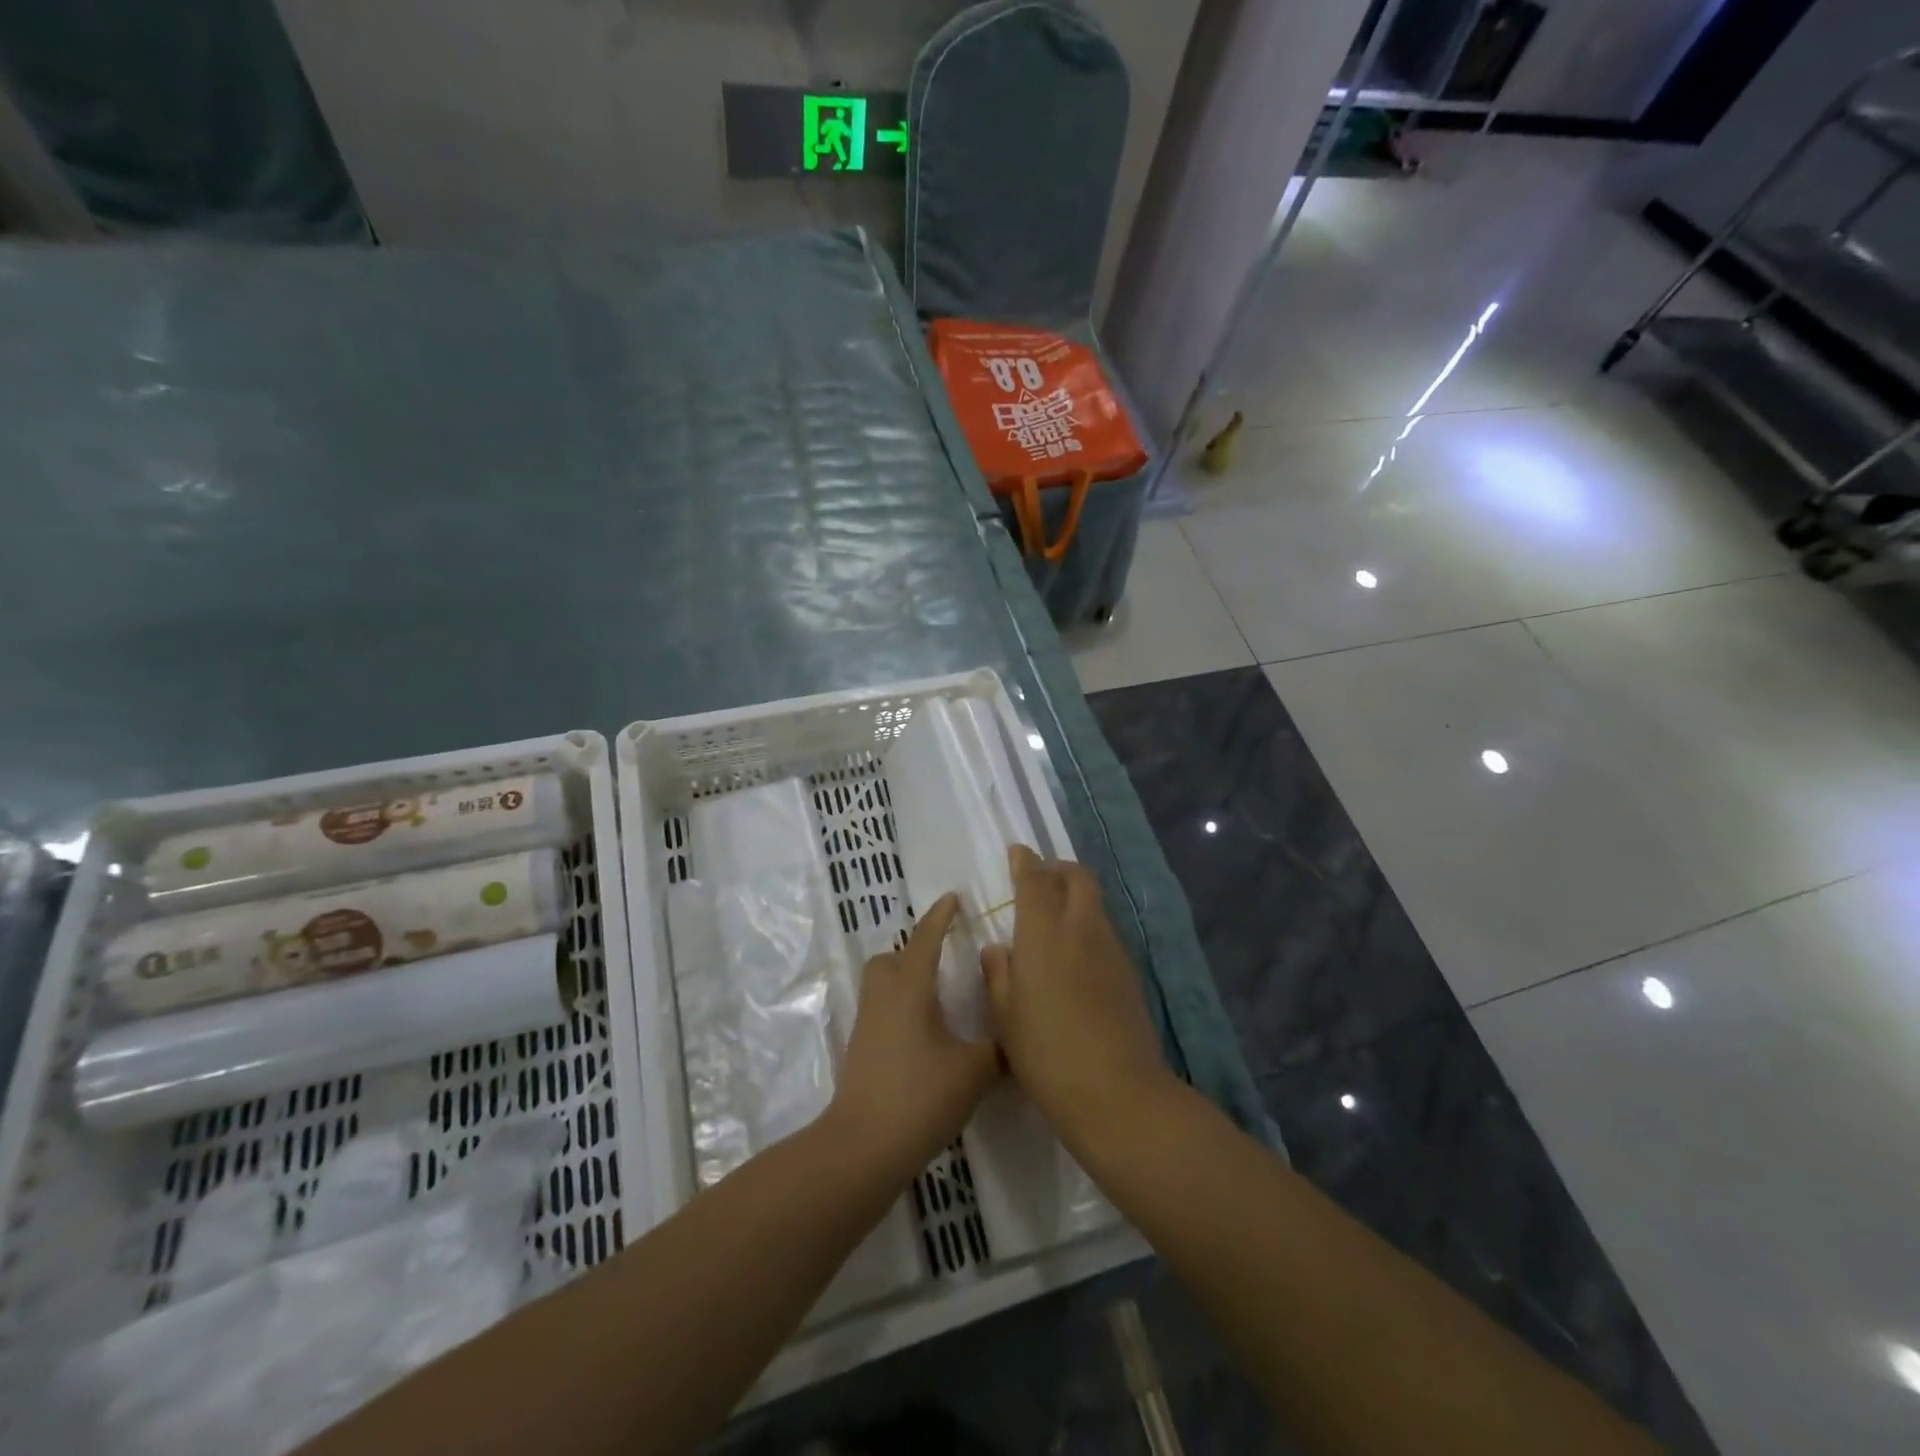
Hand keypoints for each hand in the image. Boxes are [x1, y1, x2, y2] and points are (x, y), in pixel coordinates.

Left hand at [829, 894, 1000, 1177]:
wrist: (864, 1146)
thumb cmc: (920, 1096)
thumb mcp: (974, 1070)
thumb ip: (997, 1047)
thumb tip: (1013, 1031)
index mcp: (910, 989)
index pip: (925, 940)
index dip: (940, 917)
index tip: (953, 898)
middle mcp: (884, 998)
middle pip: (891, 959)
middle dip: (914, 951)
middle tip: (944, 959)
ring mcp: (868, 1025)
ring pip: (883, 985)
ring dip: (906, 980)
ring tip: (939, 997)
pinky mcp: (862, 1051)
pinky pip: (882, 1010)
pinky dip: (902, 1008)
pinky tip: (927, 1033)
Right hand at [982, 846, 1171, 1148]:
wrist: (1116, 1092)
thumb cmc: (1045, 1053)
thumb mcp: (1005, 1017)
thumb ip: (998, 974)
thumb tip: (998, 949)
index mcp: (1043, 934)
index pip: (1034, 881)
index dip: (1025, 862)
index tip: (1018, 851)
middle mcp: (1081, 929)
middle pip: (1078, 878)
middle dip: (1059, 869)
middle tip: (1041, 879)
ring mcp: (1110, 949)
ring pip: (1094, 904)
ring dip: (1075, 897)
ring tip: (1055, 918)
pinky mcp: (1128, 972)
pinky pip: (1105, 932)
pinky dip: (1088, 926)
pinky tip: (1074, 956)